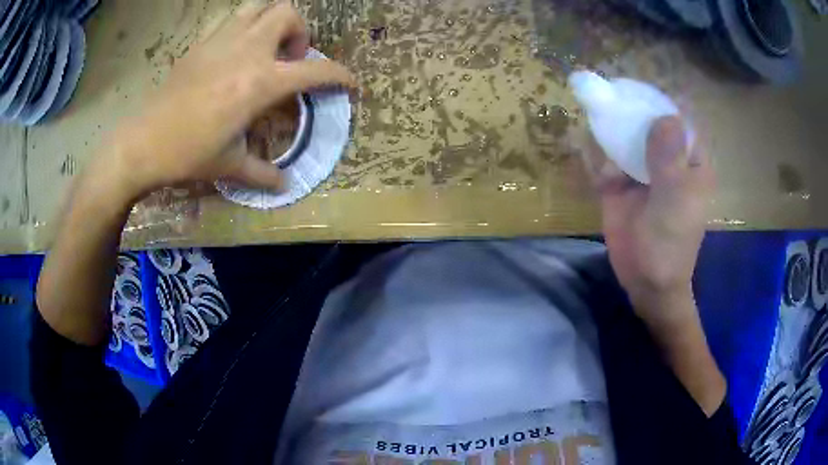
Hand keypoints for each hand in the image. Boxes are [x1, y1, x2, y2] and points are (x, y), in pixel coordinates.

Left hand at [90, 2, 355, 202]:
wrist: (142, 143)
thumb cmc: (187, 155)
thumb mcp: (230, 166)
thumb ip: (263, 173)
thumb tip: (285, 185)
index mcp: (261, 83)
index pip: (316, 71)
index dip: (340, 76)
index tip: (350, 83)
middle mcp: (247, 51)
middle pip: (289, 14)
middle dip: (299, 33)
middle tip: (288, 59)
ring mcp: (221, 41)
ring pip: (260, 5)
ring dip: (272, 21)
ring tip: (266, 47)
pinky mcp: (201, 43)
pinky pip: (232, 18)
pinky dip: (245, 25)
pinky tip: (236, 51)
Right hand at [596, 116, 713, 320]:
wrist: (645, 281)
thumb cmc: (670, 244)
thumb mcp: (675, 200)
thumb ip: (669, 158)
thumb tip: (664, 115)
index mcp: (690, 161)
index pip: (679, 120)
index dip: (661, 103)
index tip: (638, 90)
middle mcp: (667, 160)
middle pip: (649, 123)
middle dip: (630, 110)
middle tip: (609, 97)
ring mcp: (643, 171)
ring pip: (627, 138)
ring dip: (611, 127)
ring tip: (595, 112)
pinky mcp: (620, 184)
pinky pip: (607, 159)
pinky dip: (597, 152)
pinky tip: (588, 146)